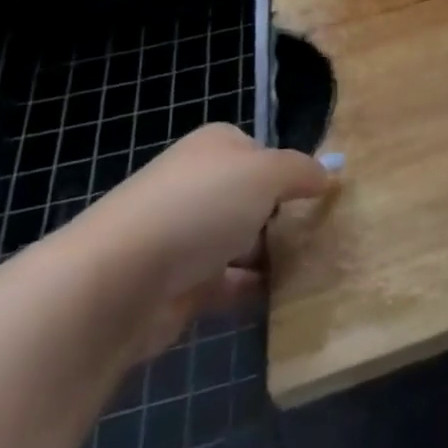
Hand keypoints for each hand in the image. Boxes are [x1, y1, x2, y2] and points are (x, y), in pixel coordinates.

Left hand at [62, 124, 331, 359]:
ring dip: (272, 256)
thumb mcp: (266, 174)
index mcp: (216, 147)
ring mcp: (185, 236)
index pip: (264, 153)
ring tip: (316, 269)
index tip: (321, 196)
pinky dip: (253, 290)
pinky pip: (228, 284)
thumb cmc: (199, 207)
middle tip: (325, 234)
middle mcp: (199, 185)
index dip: (292, 172)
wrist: (118, 282)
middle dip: (285, 216)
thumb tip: (329, 173)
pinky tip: (284, 300)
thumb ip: (302, 172)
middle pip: (253, 198)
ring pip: (242, 242)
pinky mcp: (178, 286)